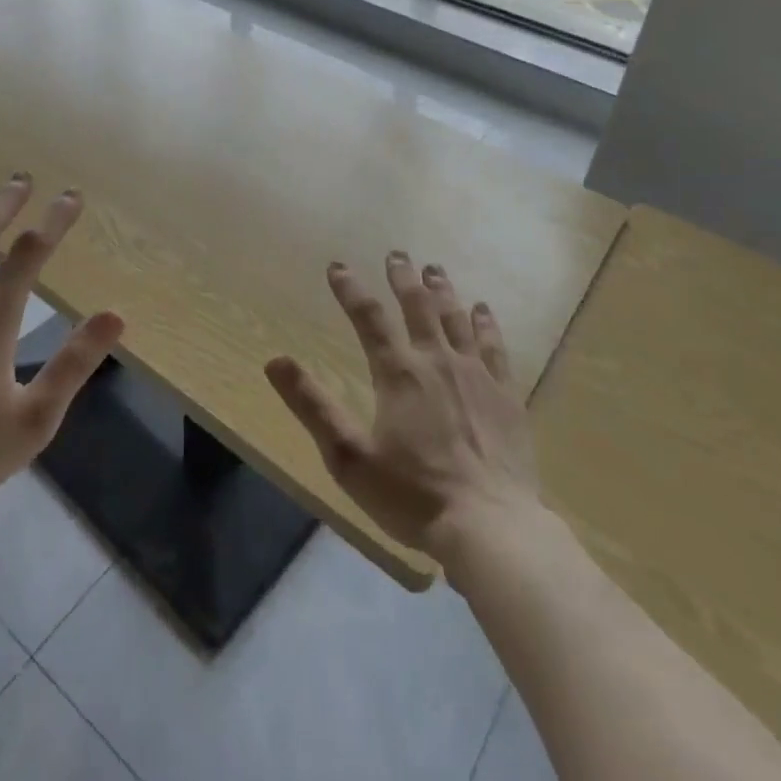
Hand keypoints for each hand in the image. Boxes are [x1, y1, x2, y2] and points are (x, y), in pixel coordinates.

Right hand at [265, 254, 541, 570]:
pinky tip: (483, 309)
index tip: (337, 266)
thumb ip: (313, 406)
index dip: (351, 290)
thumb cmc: (413, 495)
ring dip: (442, 290)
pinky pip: (494, 346)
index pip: (368, 318)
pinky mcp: (506, 395)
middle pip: (418, 306)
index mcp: (398, 373)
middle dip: (404, 277)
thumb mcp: (349, 457)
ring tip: (434, 269)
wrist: (491, 527)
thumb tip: (275, 361)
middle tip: (397, 253)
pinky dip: (486, 323)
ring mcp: (476, 375)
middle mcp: (437, 361)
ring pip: (456, 318)